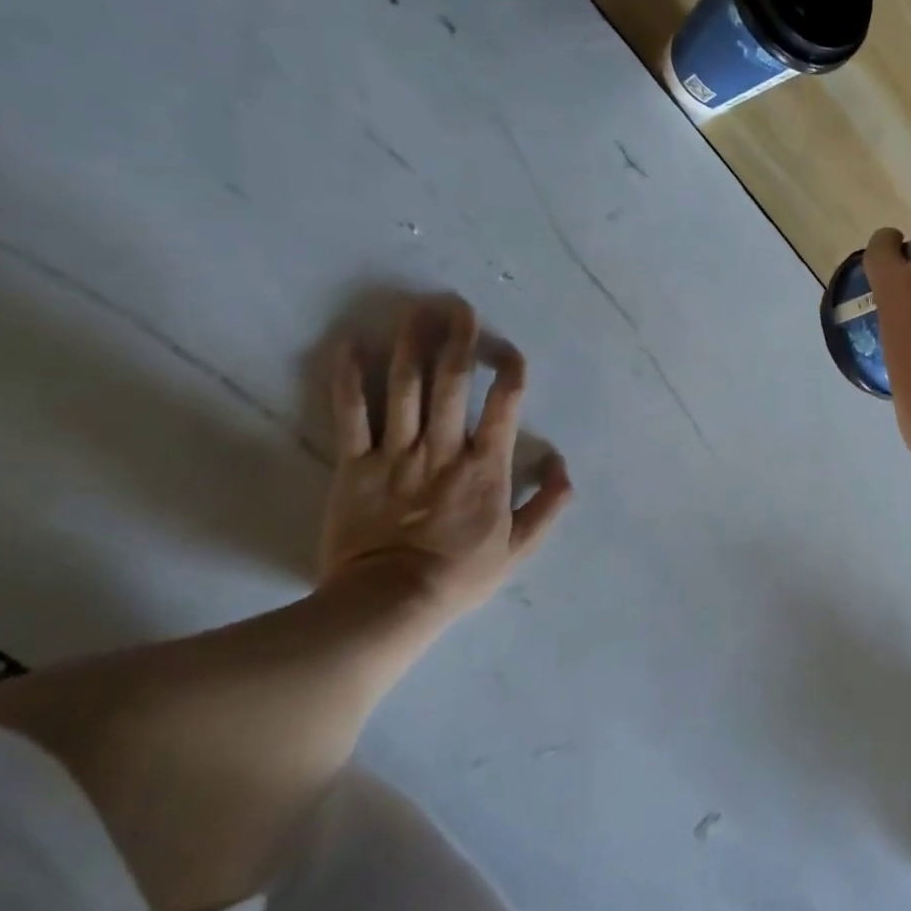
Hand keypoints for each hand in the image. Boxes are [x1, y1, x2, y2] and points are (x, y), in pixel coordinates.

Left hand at [320, 297, 571, 618]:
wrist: (388, 605)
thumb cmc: (459, 575)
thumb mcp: (520, 547)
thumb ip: (549, 503)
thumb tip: (561, 461)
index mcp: (485, 467)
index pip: (504, 405)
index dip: (510, 372)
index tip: (509, 351)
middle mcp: (443, 449)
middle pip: (452, 384)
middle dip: (458, 340)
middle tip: (459, 305)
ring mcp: (396, 454)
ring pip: (405, 388)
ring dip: (413, 344)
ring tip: (418, 309)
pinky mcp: (354, 465)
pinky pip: (351, 414)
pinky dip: (349, 377)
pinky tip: (350, 342)